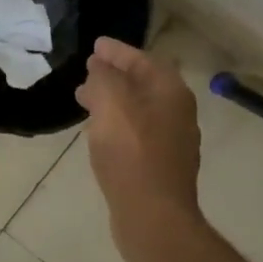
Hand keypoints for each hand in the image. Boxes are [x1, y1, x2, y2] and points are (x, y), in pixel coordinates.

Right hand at [75, 37, 201, 224]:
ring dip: (113, 100)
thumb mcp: (112, 104)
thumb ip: (104, 77)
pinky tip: (99, 133)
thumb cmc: (132, 154)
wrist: (153, 216)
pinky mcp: (161, 166)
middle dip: (114, 75)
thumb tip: (100, 65)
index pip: (143, 59)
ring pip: (139, 109)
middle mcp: (178, 113)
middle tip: (87, 72)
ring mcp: (172, 142)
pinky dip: (117, 123)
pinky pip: (137, 132)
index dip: (117, 51)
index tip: (95, 45)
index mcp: (171, 92)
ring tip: (84, 100)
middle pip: (143, 84)